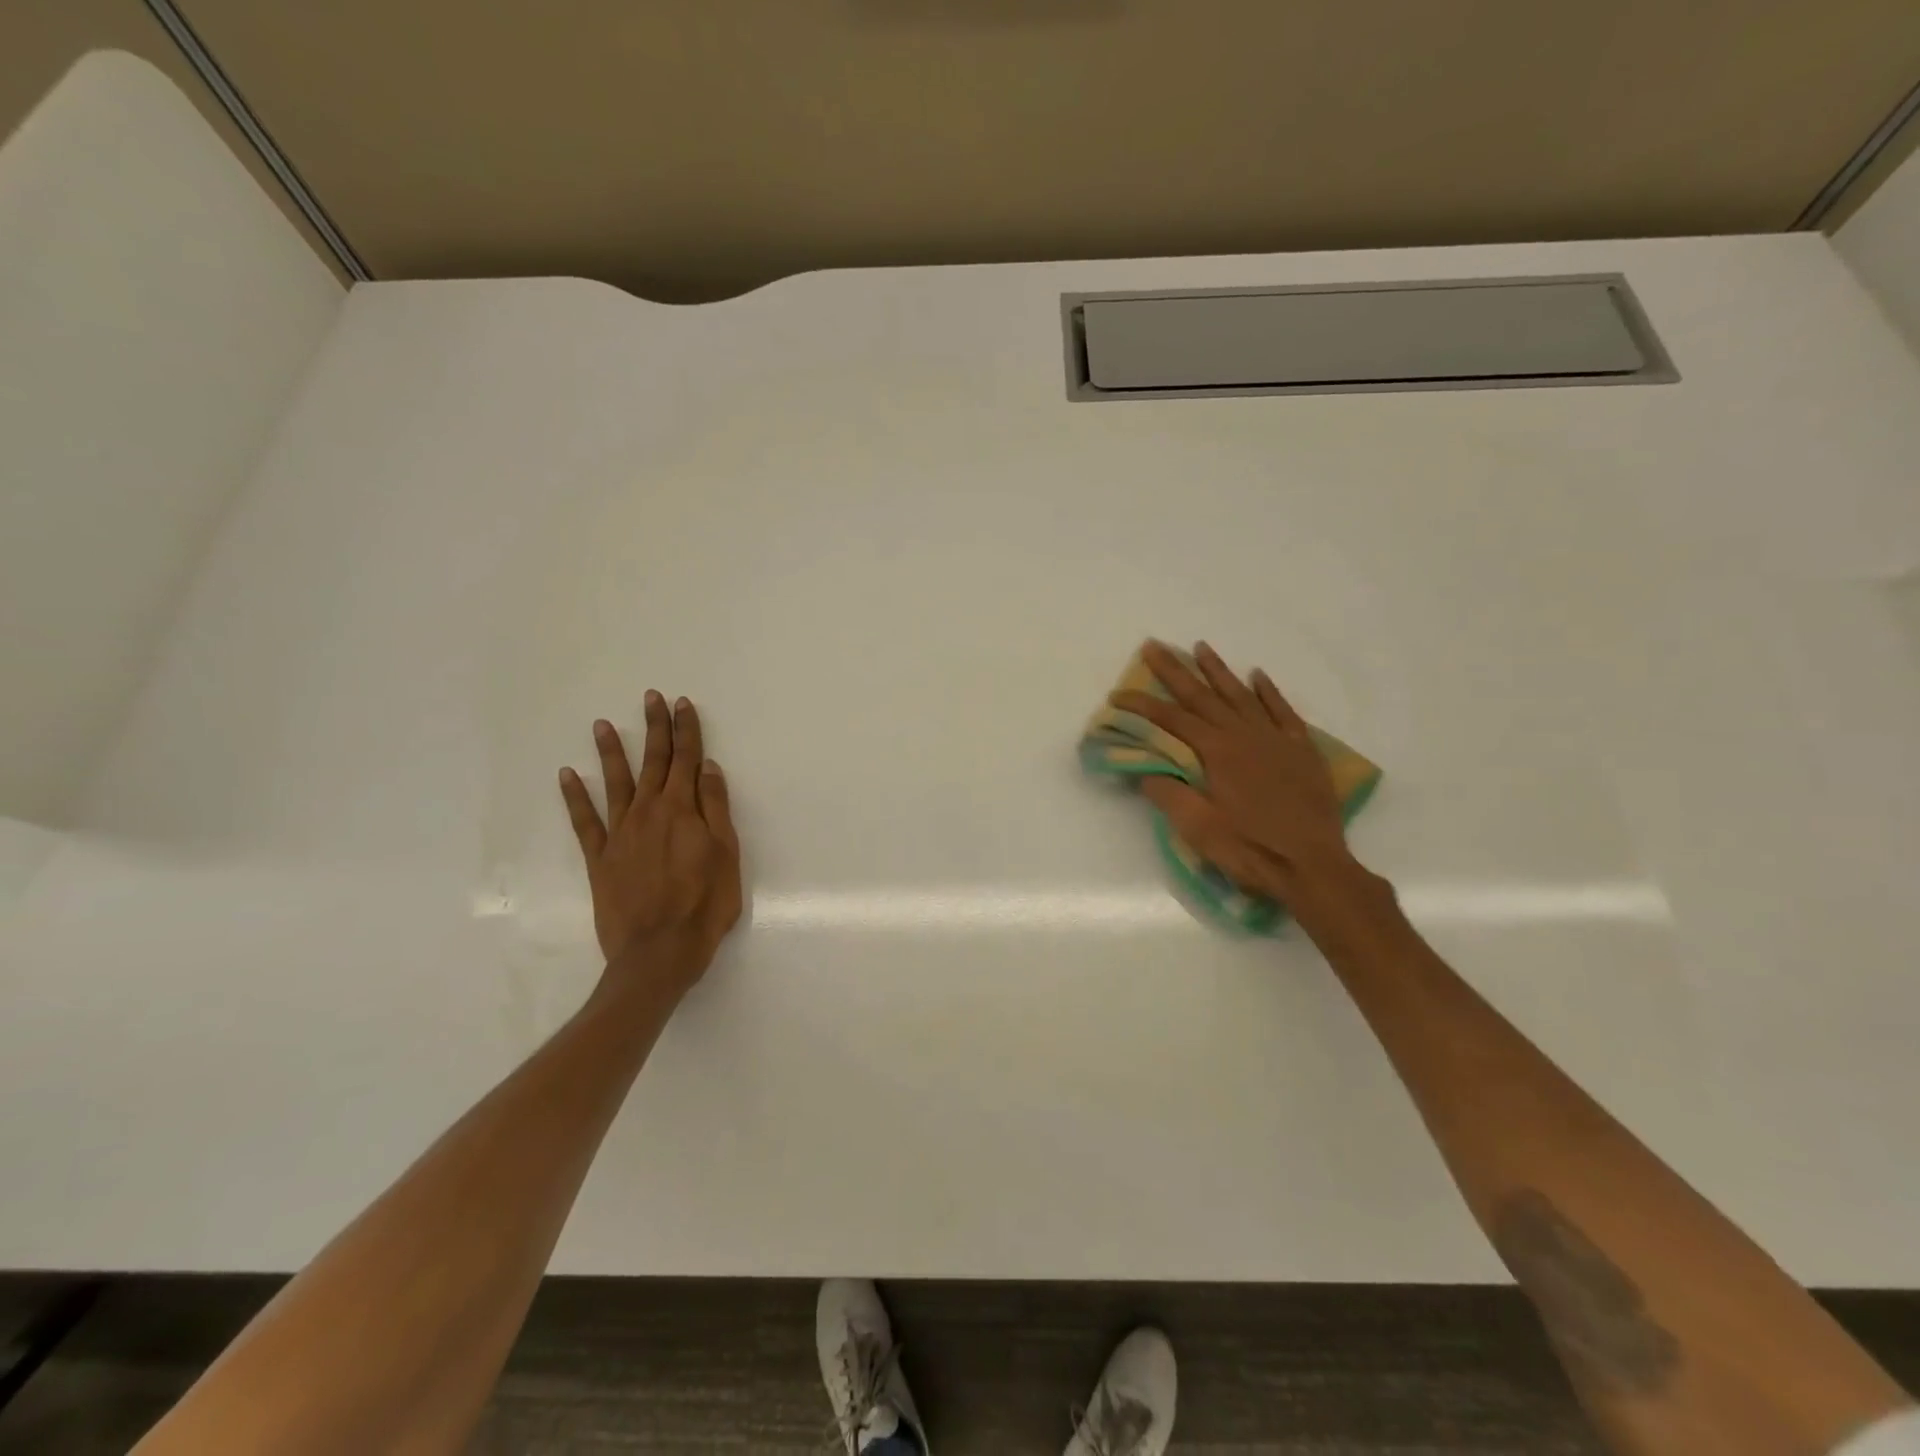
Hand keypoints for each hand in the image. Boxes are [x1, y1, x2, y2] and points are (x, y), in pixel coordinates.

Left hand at [559, 691, 742, 994]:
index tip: (682, 704)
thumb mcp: (726, 854)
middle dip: (655, 728)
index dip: (686, 731)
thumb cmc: (705, 904)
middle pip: (654, 763)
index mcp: (683, 811)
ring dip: (611, 752)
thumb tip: (707, 768)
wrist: (659, 952)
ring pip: (615, 783)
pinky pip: (584, 821)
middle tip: (650, 698)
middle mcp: (649, 812)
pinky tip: (566, 776)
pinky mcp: (599, 858)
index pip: (687, 760)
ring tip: (602, 725)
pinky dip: (574, 797)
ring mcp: (620, 834)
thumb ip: (715, 808)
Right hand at [1113, 640, 1360, 904]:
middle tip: (1154, 645)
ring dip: (1219, 671)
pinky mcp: (1302, 751)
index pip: (1172, 720)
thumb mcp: (1198, 828)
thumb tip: (1147, 769)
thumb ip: (1169, 794)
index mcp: (1217, 752)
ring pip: (1242, 695)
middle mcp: (1245, 735)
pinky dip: (1269, 692)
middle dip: (1175, 670)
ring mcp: (1277, 739)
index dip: (1142, 705)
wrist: (1314, 866)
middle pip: (1203, 696)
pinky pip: (1283, 711)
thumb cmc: (1251, 849)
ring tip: (1200, 647)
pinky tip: (1257, 675)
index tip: (1118, 694)